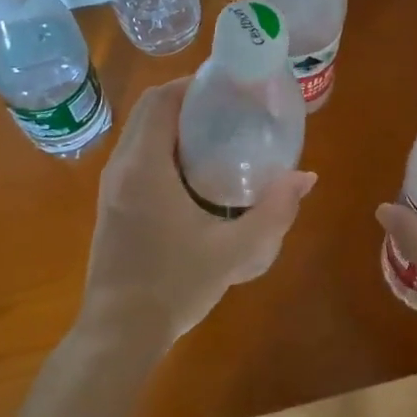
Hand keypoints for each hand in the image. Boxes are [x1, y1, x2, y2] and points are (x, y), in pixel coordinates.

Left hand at [79, 78, 315, 353]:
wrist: (119, 333)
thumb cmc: (175, 285)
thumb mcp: (234, 251)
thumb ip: (274, 212)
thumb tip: (306, 177)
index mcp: (144, 167)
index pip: (160, 101)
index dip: (191, 84)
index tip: (226, 86)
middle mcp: (121, 168)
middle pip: (149, 112)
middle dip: (187, 102)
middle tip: (230, 109)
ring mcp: (111, 188)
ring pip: (140, 135)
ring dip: (174, 125)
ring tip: (218, 135)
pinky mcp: (110, 206)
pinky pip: (136, 158)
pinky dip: (162, 148)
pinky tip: (194, 173)